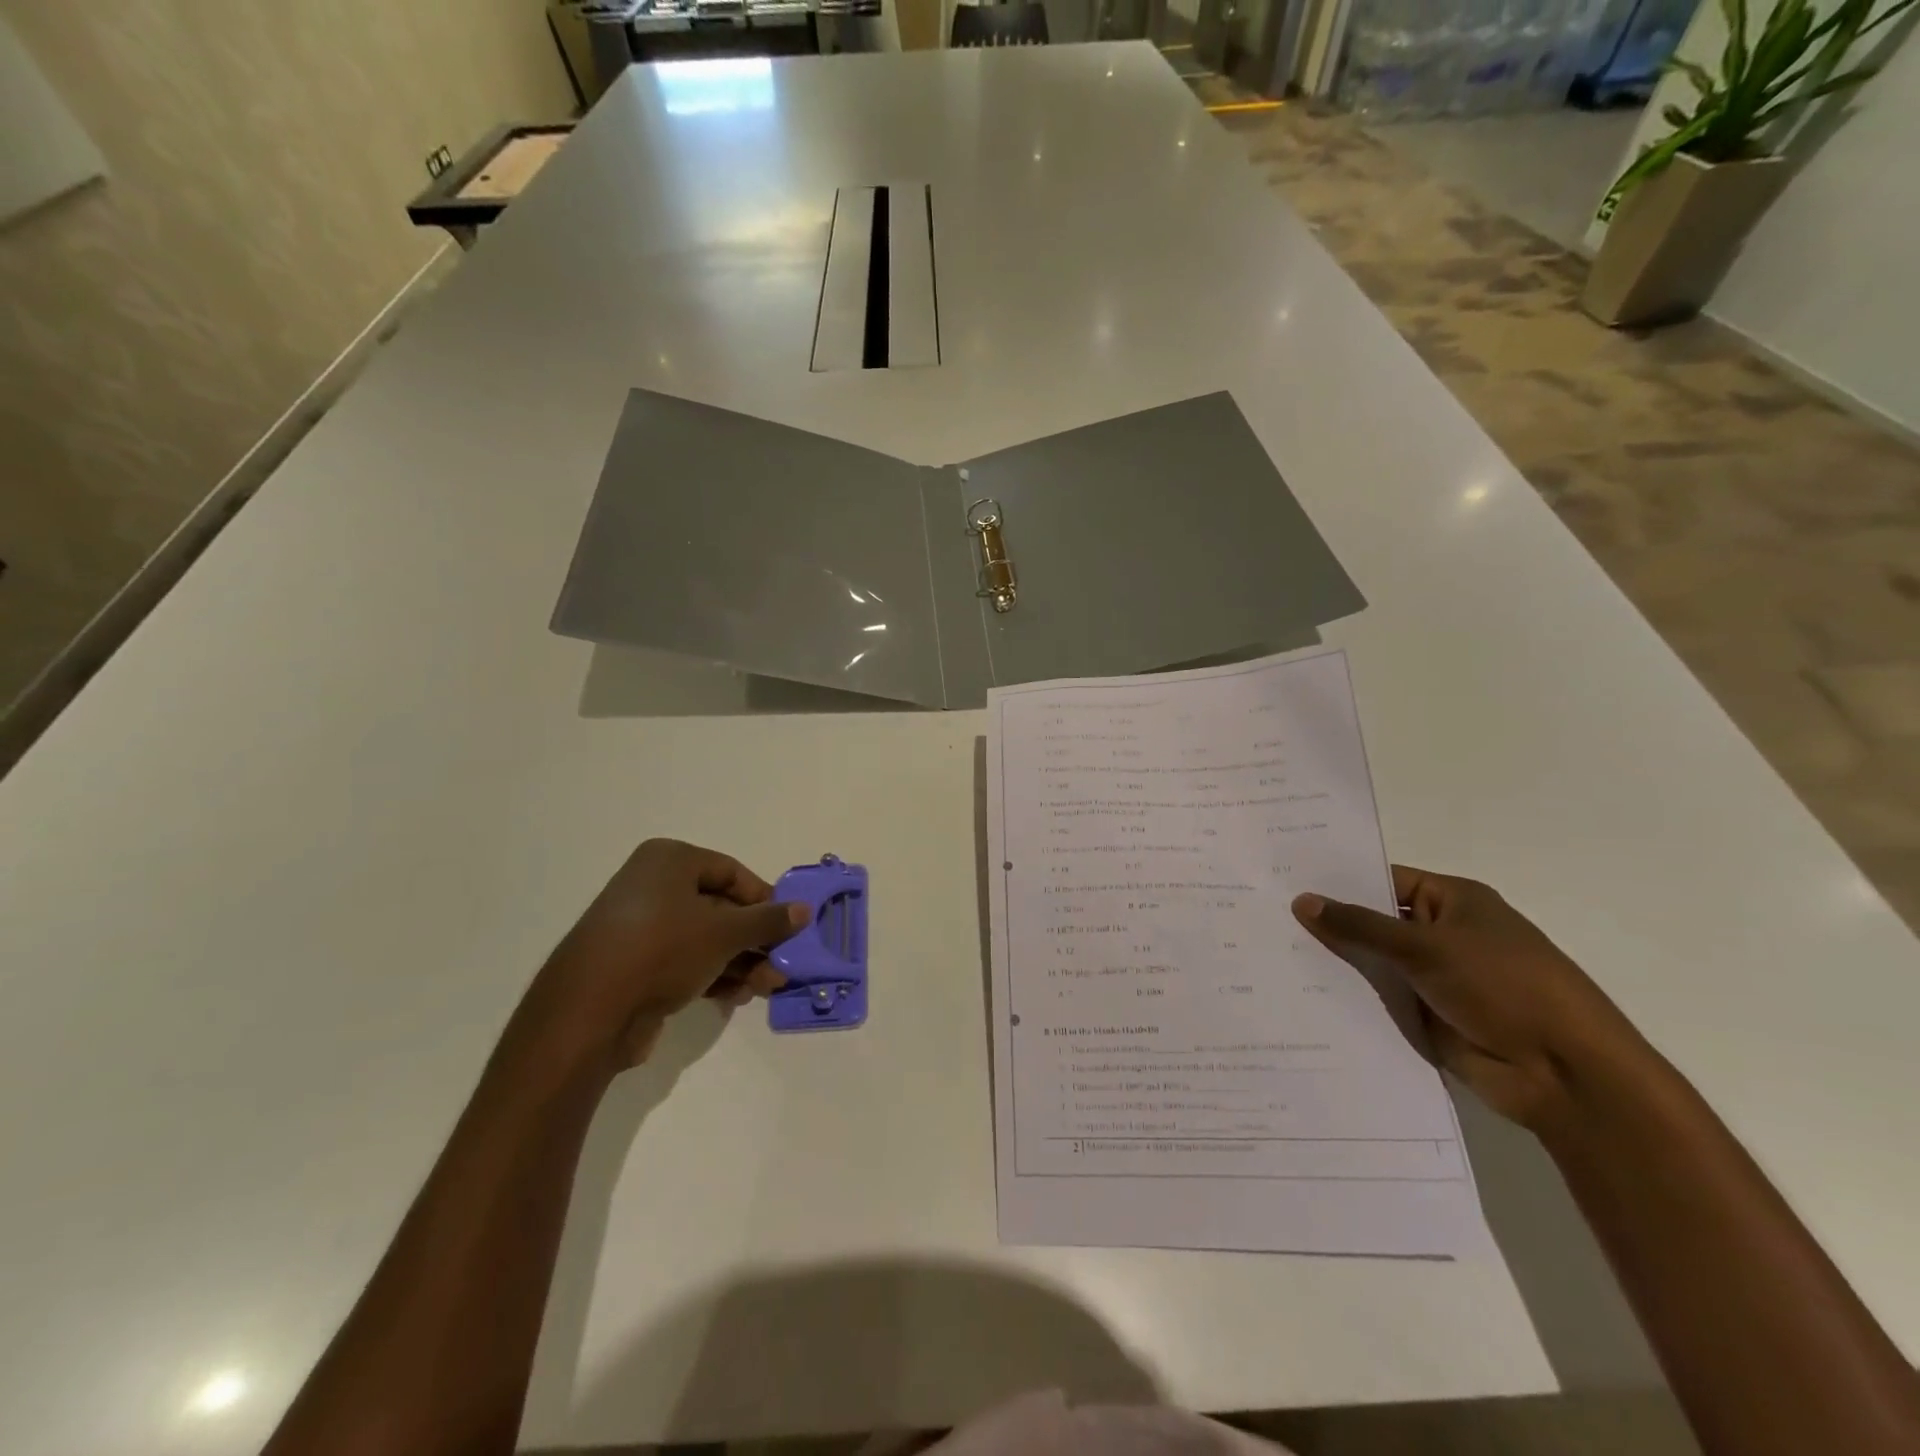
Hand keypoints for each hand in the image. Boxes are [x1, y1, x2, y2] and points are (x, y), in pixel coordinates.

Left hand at [525, 839, 808, 1068]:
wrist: (588, 1014)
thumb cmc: (661, 950)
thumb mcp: (724, 932)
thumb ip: (768, 920)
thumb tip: (804, 909)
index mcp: (669, 861)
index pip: (731, 871)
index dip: (764, 899)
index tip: (787, 926)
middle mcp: (653, 886)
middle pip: (720, 908)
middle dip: (755, 939)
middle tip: (781, 964)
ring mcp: (641, 927)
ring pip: (705, 938)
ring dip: (741, 961)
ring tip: (767, 986)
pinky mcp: (635, 964)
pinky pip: (685, 960)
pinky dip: (713, 974)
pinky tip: (737, 996)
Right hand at [1292, 866, 1654, 1129]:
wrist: (1564, 1074)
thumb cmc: (1504, 987)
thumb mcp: (1426, 947)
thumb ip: (1360, 925)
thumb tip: (1301, 901)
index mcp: (1453, 901)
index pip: (1382, 879)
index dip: (1337, 880)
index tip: (1283, 879)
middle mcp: (1441, 934)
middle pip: (1373, 921)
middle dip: (1327, 922)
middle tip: (1264, 914)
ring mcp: (1433, 977)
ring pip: (1372, 962)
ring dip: (1334, 961)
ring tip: (1269, 951)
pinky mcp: (1426, 1016)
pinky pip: (1377, 998)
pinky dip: (1347, 996)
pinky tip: (1297, 992)